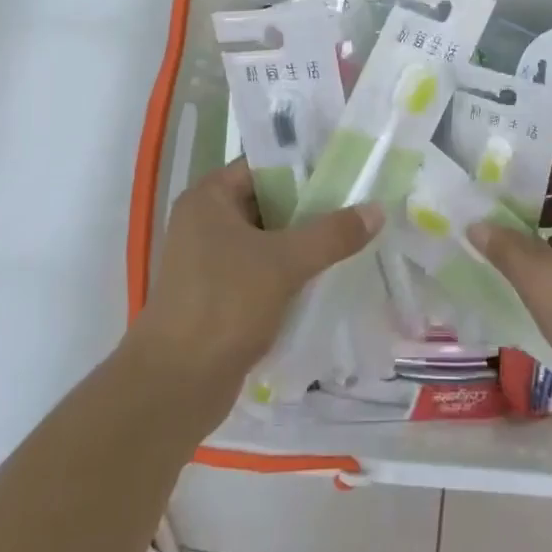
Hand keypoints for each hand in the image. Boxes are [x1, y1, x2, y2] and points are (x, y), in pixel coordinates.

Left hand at [130, 160, 380, 420]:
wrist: (174, 386)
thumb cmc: (224, 305)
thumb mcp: (284, 262)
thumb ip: (332, 234)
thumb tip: (377, 210)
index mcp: (210, 197)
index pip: (265, 165)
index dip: (306, 167)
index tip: (348, 172)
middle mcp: (206, 221)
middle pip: (269, 202)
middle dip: (312, 208)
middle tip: (359, 207)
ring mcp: (210, 260)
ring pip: (269, 239)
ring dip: (304, 243)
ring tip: (352, 240)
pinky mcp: (218, 295)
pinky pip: (262, 270)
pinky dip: (290, 272)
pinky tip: (326, 277)